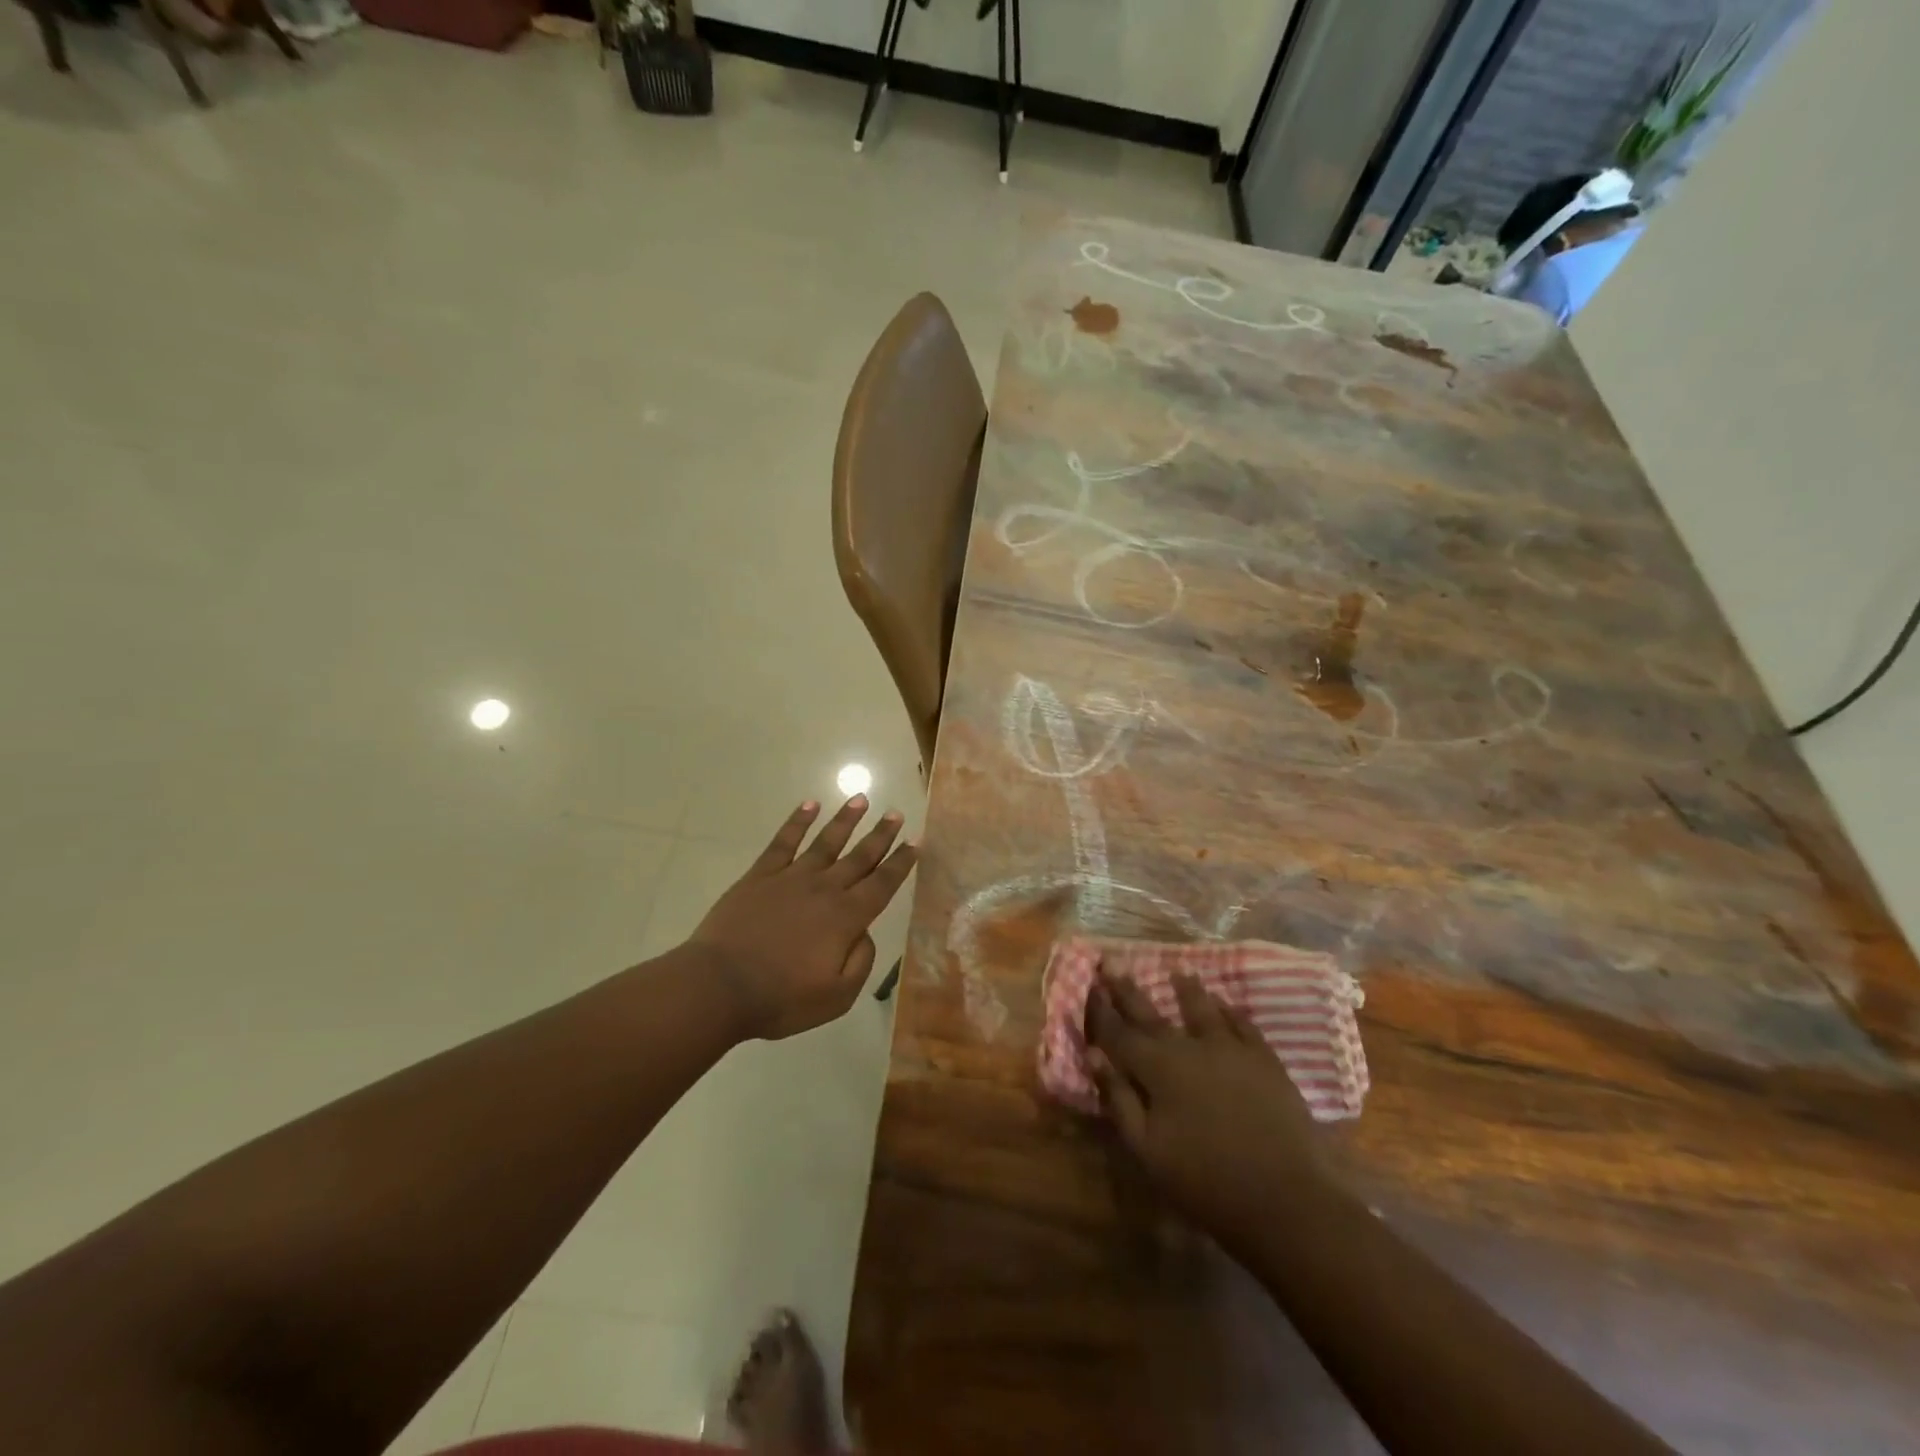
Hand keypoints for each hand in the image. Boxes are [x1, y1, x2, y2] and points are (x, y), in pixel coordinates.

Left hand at [690, 796, 916, 1040]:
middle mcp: (824, 889)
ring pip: (826, 841)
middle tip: (896, 813)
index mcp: (846, 918)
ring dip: (846, 820)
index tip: (915, 842)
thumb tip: (864, 933)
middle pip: (859, 856)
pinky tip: (809, 805)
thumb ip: (860, 962)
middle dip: (881, 835)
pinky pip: (783, 842)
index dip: (900, 863)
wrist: (718, 986)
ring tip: (861, 798)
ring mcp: (791, 878)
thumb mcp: (837, 997)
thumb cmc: (780, 998)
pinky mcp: (760, 876)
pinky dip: (797, 821)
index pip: (882, 884)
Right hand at [1086, 968, 1329, 1252]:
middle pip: (1152, 1013)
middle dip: (1128, 989)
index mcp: (1157, 1069)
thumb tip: (1094, 1056)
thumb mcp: (1148, 1150)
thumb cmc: (1207, 1182)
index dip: (1100, 1010)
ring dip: (1187, 990)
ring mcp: (1231, 1049)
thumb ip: (1119, 1099)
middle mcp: (1190, 1047)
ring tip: (1178, 972)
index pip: (1118, 1033)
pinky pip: (1242, 1024)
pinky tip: (1226, 1004)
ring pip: (1202, 1009)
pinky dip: (1230, 1011)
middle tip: (1114, 962)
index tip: (1089, 985)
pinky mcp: (1265, 1060)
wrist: (1286, 1199)